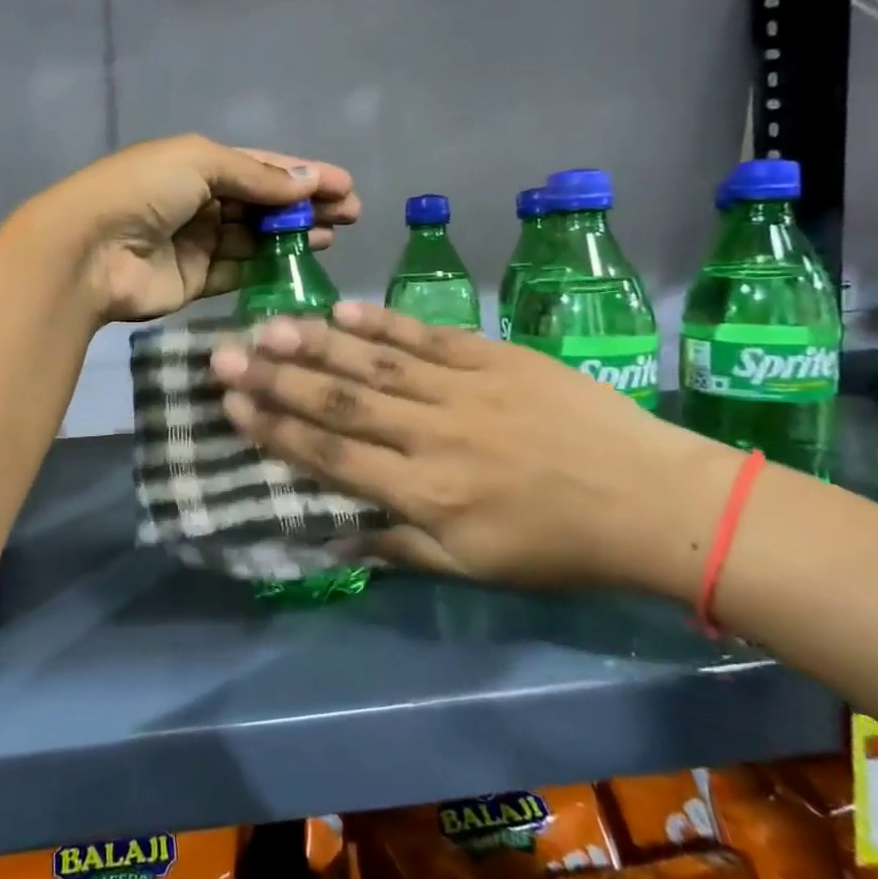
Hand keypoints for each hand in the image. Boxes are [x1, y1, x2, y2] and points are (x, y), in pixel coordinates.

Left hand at [41, 134, 359, 322]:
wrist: (90, 251)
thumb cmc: (144, 191)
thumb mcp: (201, 163)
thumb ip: (256, 175)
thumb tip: (308, 181)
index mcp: (197, 163)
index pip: (261, 167)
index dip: (303, 174)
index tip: (346, 185)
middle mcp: (199, 201)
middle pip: (262, 203)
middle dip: (306, 206)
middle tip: (352, 215)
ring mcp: (196, 243)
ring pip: (255, 238)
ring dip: (293, 236)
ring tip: (334, 237)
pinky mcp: (194, 281)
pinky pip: (239, 272)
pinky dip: (268, 268)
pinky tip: (302, 265)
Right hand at [209, 302, 739, 596]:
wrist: (654, 501)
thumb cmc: (558, 546)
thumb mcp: (473, 568)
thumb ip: (398, 547)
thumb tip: (332, 539)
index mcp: (424, 494)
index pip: (331, 457)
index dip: (275, 431)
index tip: (232, 406)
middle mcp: (431, 436)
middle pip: (339, 403)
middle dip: (275, 379)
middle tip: (223, 356)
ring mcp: (464, 390)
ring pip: (375, 364)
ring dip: (316, 345)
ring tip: (268, 326)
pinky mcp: (495, 358)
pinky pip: (427, 336)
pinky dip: (383, 324)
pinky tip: (344, 310)